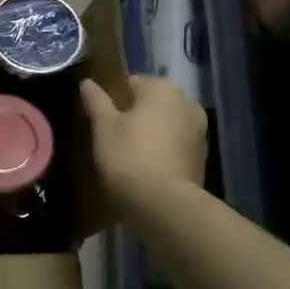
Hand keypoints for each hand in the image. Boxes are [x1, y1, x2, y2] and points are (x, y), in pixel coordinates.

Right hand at [80, 76, 206, 212]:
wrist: (165, 205)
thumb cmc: (130, 156)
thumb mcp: (104, 127)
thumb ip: (96, 101)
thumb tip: (87, 82)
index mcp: (163, 88)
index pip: (131, 83)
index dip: (113, 100)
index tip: (101, 120)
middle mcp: (187, 103)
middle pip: (151, 104)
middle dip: (134, 116)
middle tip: (112, 138)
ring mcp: (199, 131)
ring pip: (165, 125)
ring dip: (150, 133)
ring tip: (128, 155)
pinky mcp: (202, 157)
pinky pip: (175, 145)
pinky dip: (162, 151)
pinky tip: (146, 169)